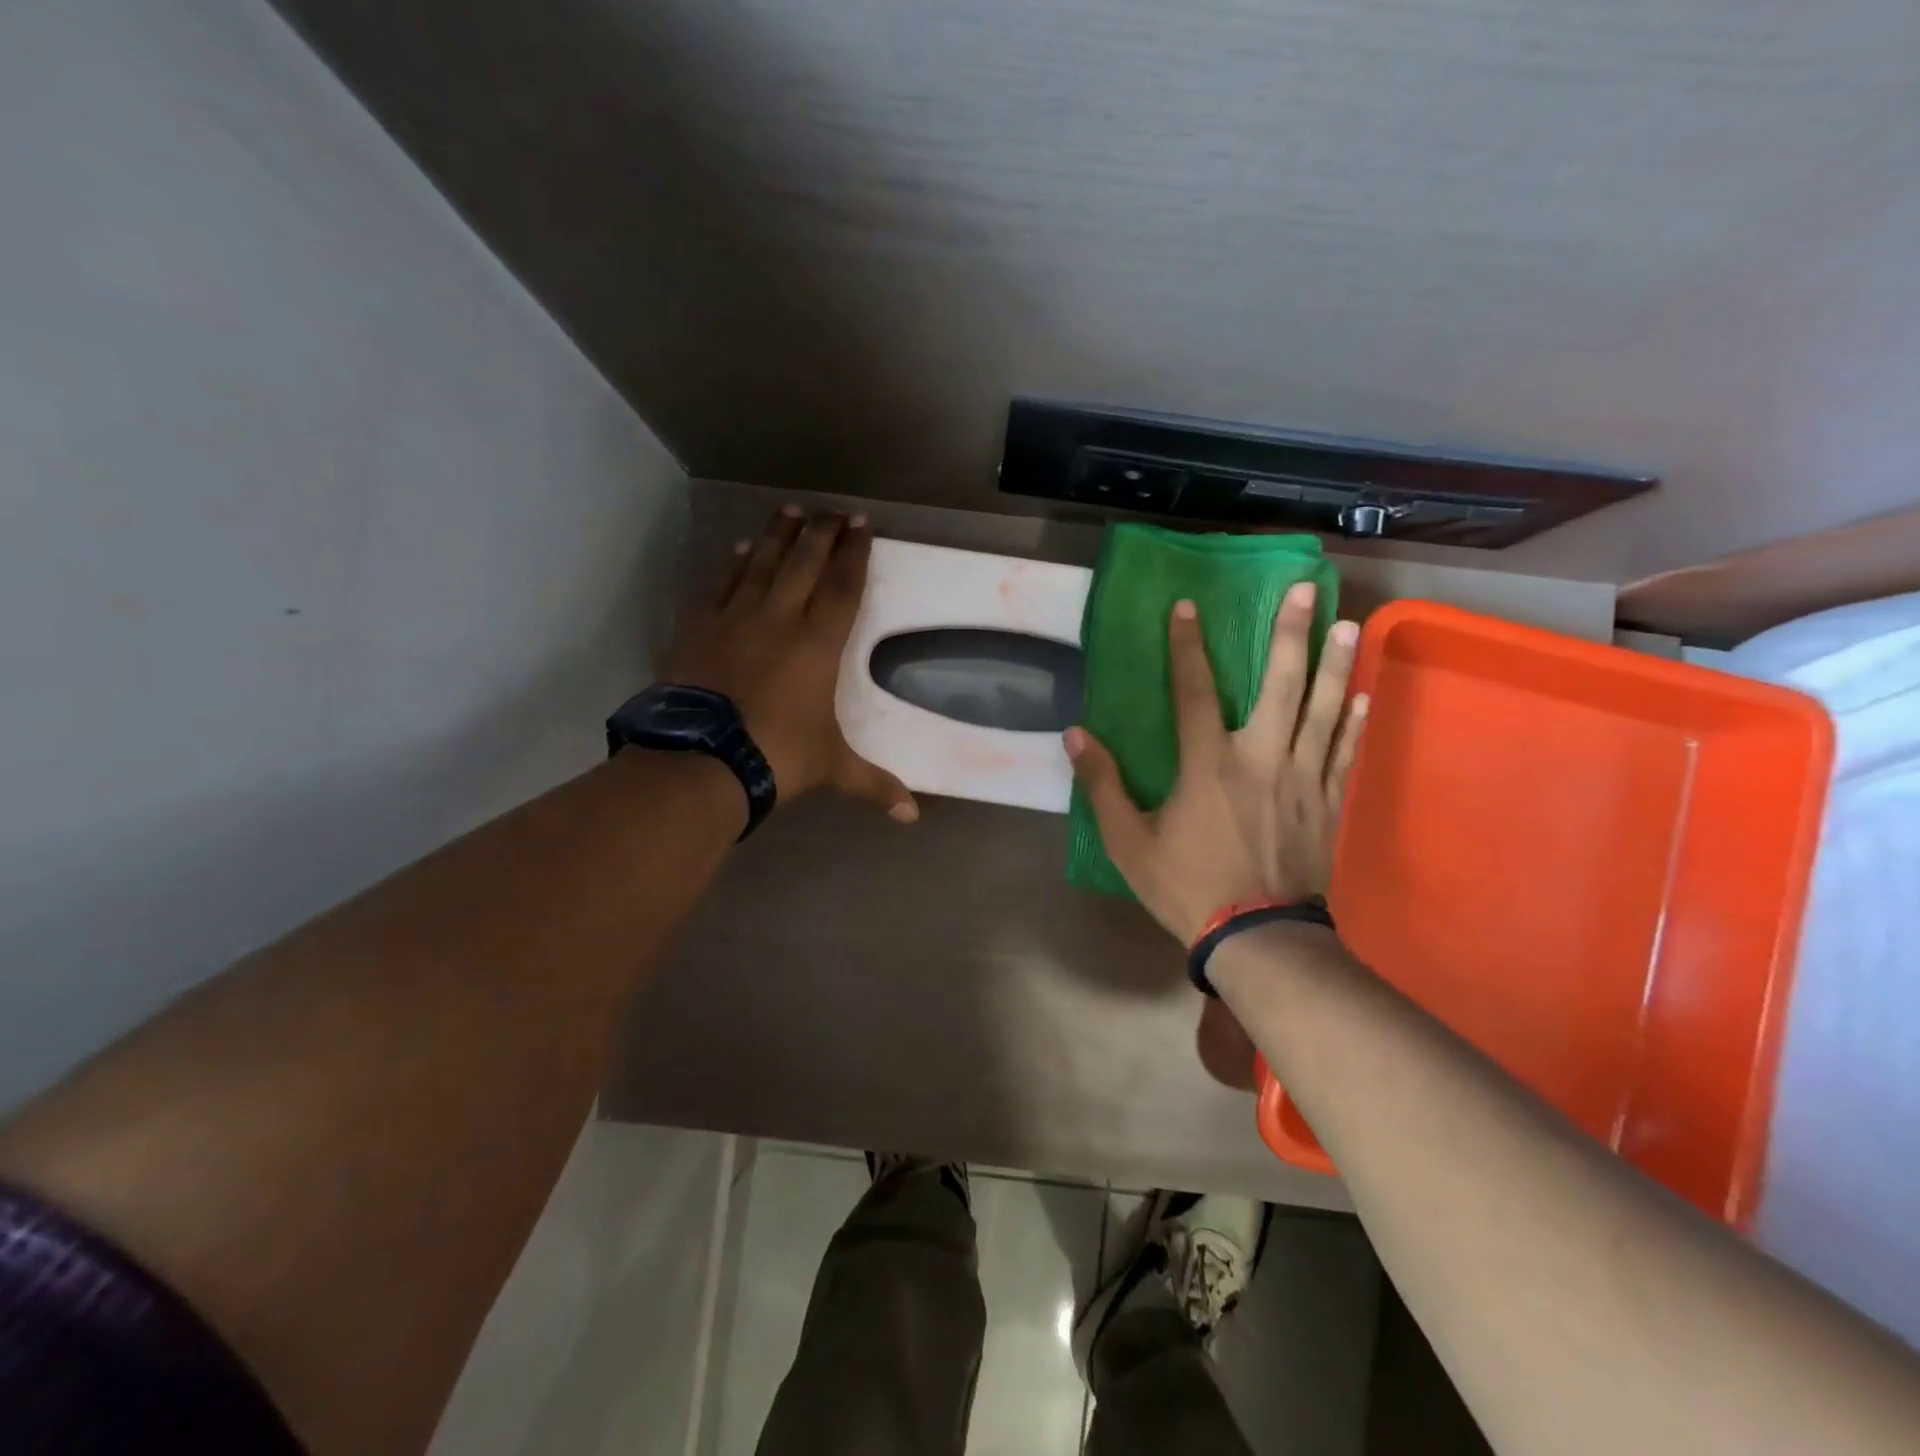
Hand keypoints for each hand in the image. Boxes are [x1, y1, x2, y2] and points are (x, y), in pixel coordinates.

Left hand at [665, 506, 918, 822]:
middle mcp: (780, 618)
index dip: (854, 553)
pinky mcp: (699, 626)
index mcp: (818, 644)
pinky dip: (732, 564)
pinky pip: (720, 584)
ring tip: (791, 511)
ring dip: (778, 535)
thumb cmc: (778, 756)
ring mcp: (735, 617)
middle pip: (804, 561)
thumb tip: (911, 816)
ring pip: (760, 562)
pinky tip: (738, 550)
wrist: (702, 759)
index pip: (843, 586)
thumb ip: (873, 784)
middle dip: (822, 532)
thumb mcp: (832, 768)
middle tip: (833, 510)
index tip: (862, 524)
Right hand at [1065, 582, 1364, 942]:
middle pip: (1281, 685)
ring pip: (1324, 710)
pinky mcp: (1328, 803)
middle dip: (1292, 633)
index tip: (1187, 606)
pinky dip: (1355, 723)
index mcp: (1208, 763)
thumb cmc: (1186, 886)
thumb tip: (1075, 735)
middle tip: (1307, 589)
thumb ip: (1102, 785)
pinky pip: (1345, 753)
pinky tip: (1364, 696)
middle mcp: (1261, 757)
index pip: (1194, 690)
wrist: (1258, 938)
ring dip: (1335, 665)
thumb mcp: (1129, 841)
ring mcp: (1303, 779)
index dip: (1187, 646)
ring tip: (1348, 624)